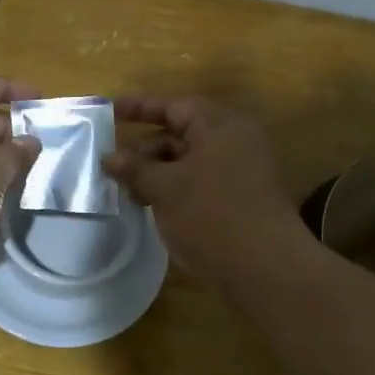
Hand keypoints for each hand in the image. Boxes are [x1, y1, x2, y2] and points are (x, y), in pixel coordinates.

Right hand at [104, 96, 306, 282]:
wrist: (264, 268)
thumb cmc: (211, 216)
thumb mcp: (165, 188)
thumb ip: (135, 169)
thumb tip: (109, 157)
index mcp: (220, 126)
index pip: (174, 106)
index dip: (139, 107)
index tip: (109, 112)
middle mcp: (235, 141)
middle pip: (181, 133)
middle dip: (145, 148)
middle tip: (113, 167)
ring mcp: (241, 171)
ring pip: (189, 161)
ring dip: (157, 172)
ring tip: (129, 192)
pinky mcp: (241, 198)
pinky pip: (200, 182)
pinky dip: (175, 188)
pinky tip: (152, 207)